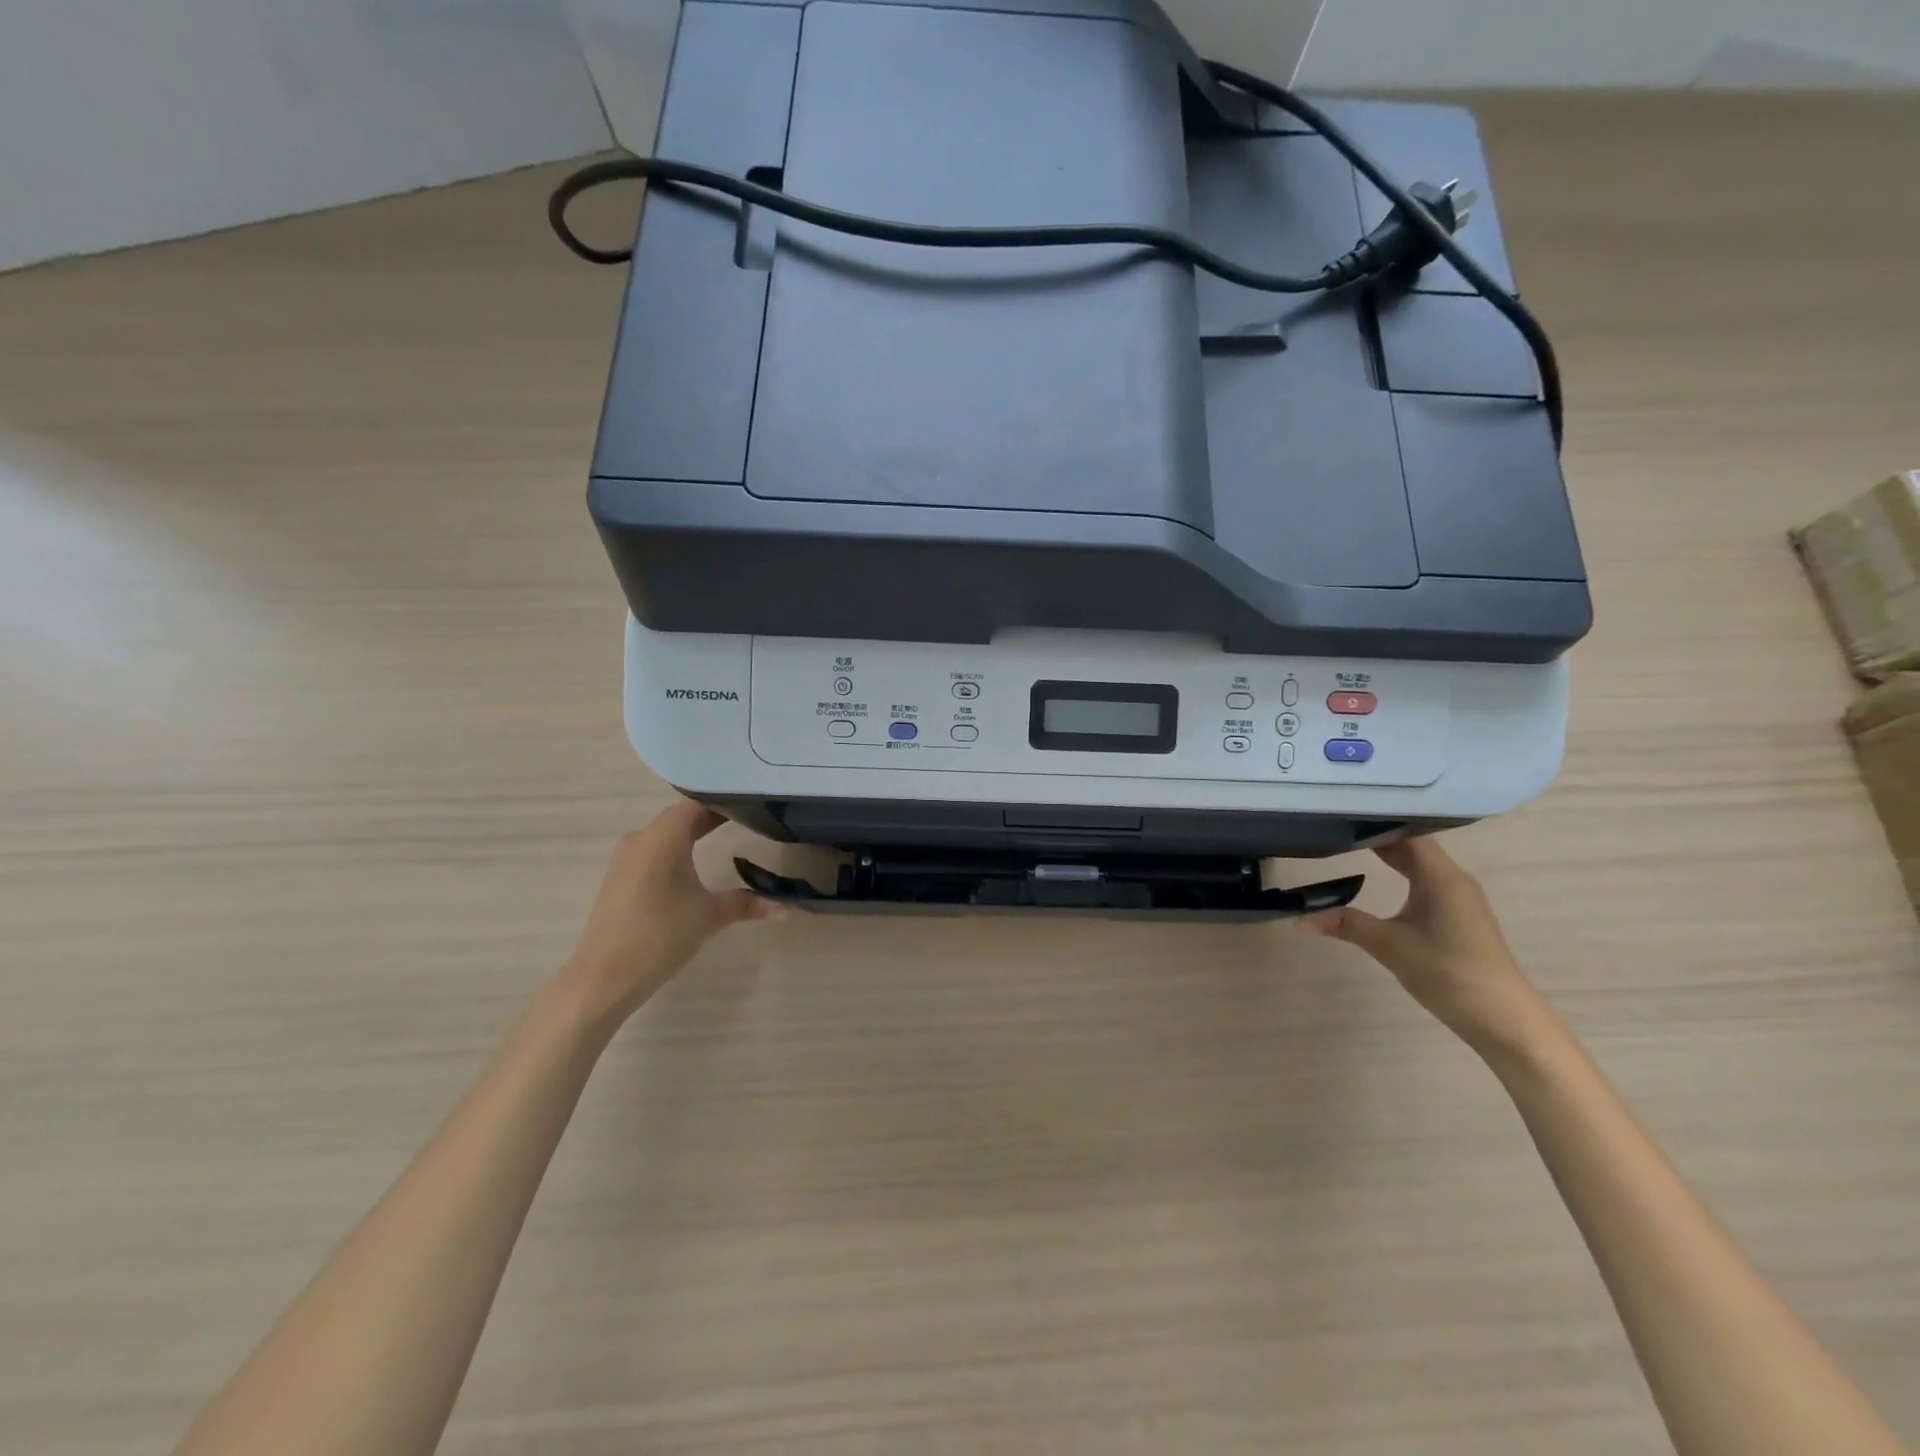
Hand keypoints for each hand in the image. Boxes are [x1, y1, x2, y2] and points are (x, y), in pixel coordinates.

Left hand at [561, 801, 782, 1022]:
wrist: (604, 976)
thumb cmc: (661, 934)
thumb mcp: (710, 916)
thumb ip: (748, 904)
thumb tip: (786, 908)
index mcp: (662, 837)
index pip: (697, 804)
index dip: (724, 801)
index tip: (752, 804)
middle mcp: (641, 839)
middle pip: (681, 817)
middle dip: (712, 817)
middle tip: (748, 819)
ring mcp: (626, 859)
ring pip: (666, 835)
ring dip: (693, 834)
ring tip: (727, 837)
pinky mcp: (621, 879)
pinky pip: (654, 852)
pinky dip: (677, 851)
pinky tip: (695, 865)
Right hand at [1302, 835, 1555, 1061]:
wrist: (1502, 1019)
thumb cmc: (1449, 972)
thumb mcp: (1390, 946)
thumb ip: (1346, 924)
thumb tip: (1299, 919)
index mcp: (1441, 877)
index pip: (1407, 834)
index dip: (1376, 822)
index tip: (1341, 814)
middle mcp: (1453, 880)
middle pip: (1413, 847)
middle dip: (1376, 837)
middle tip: (1335, 828)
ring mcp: (1458, 899)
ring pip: (1419, 865)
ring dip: (1389, 856)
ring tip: (1349, 847)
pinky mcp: (1457, 917)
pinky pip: (1425, 883)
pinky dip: (1400, 875)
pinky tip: (1379, 880)